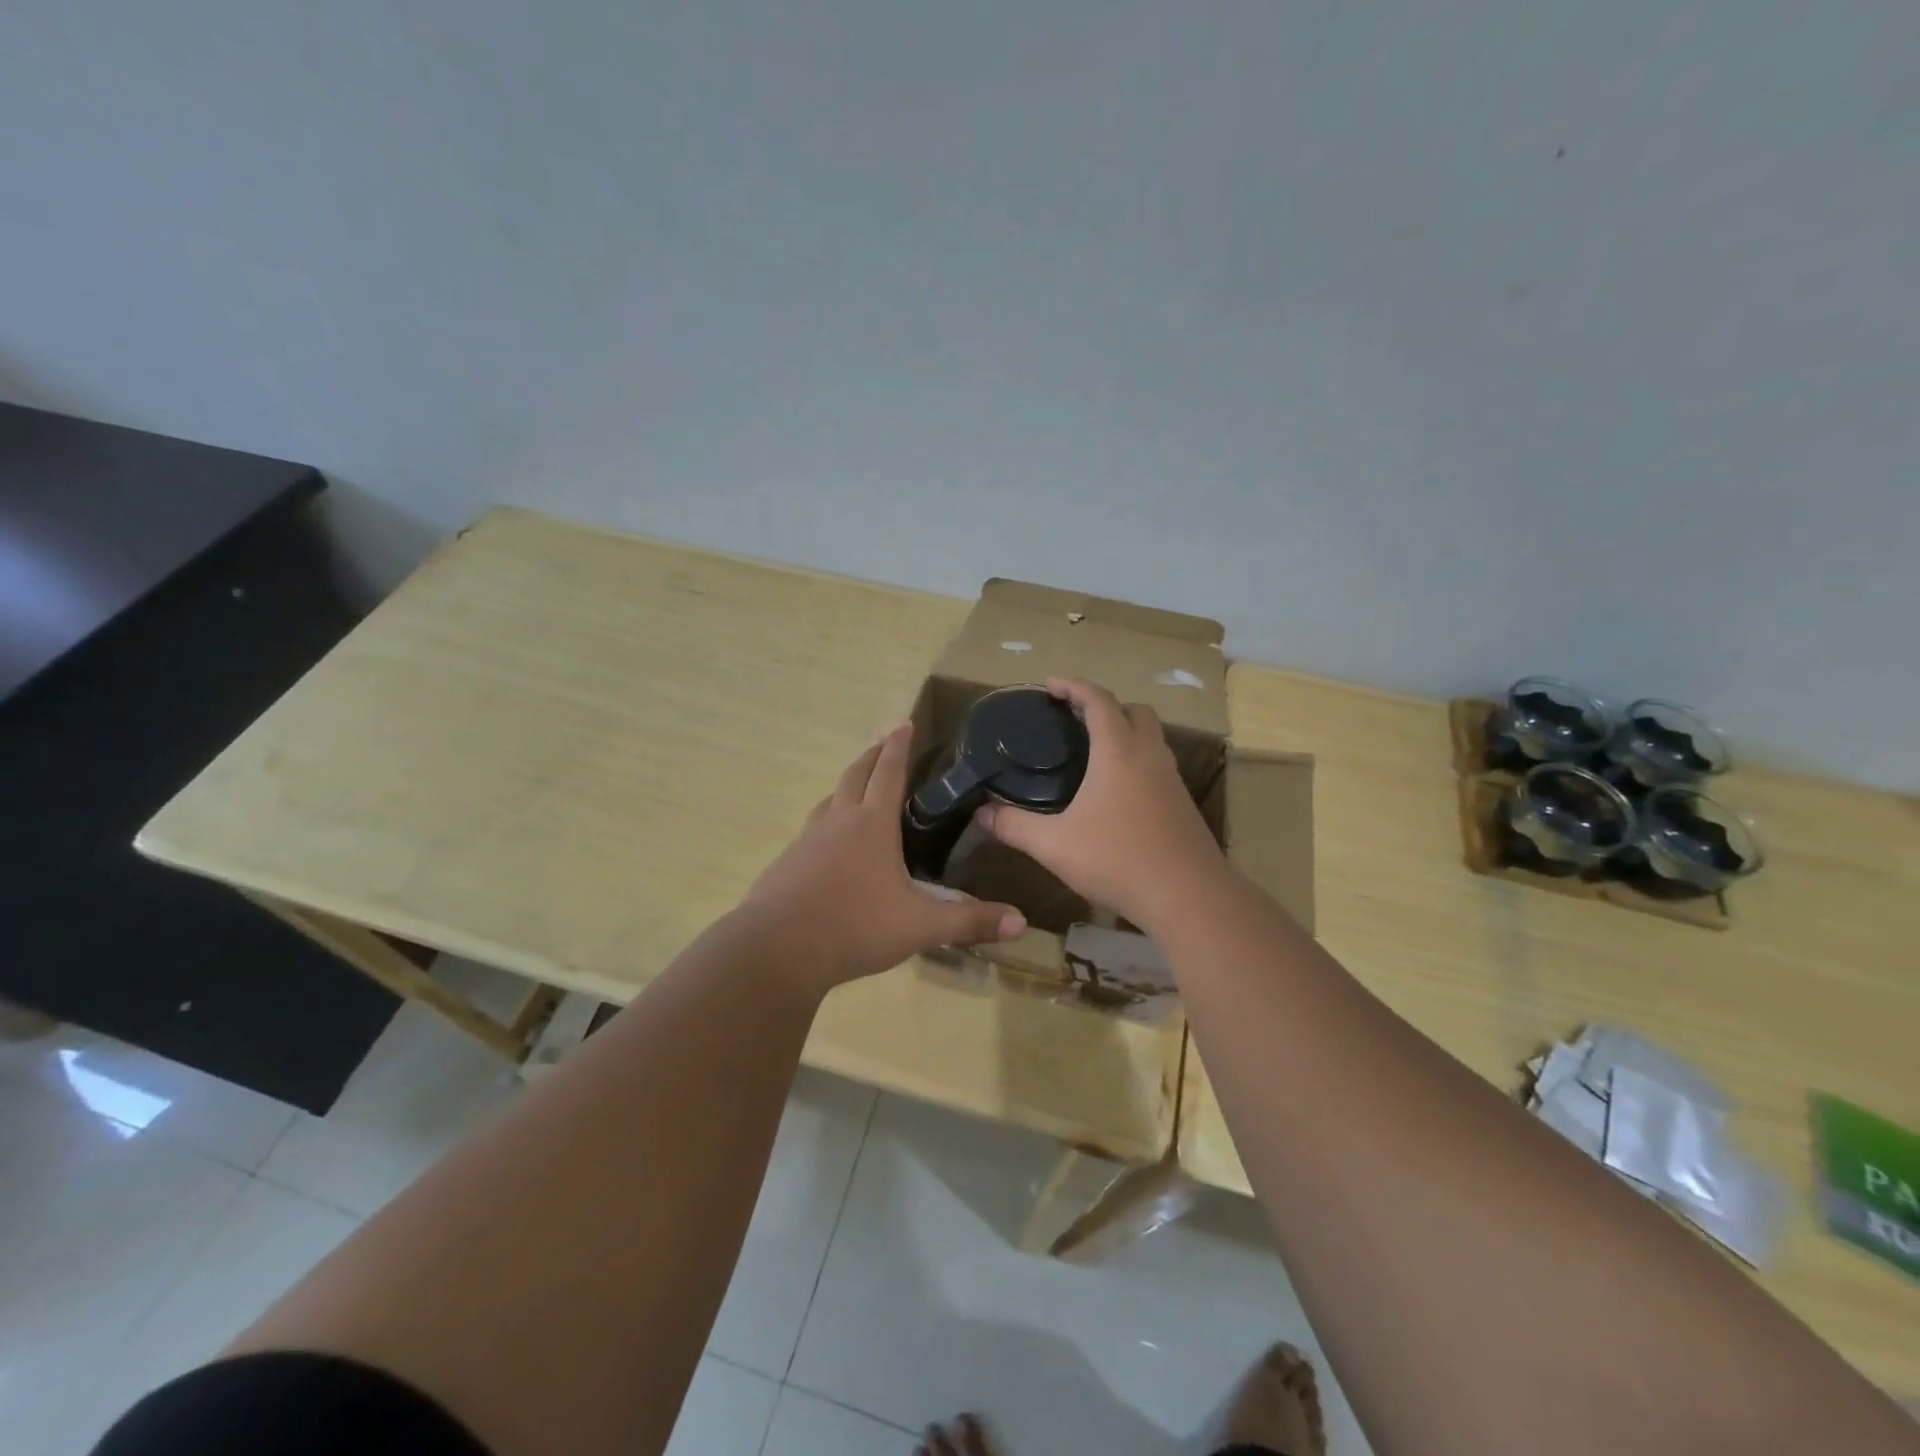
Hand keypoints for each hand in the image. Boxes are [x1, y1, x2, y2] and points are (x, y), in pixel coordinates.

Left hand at [738, 725, 1027, 989]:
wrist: (777, 950)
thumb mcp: (920, 926)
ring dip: (847, 787)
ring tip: (859, 790)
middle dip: (872, 756)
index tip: (903, 722)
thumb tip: (1021, 922)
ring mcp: (806, 840)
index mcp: (872, 824)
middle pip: (855, 775)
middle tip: (884, 744)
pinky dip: (828, 822)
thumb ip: (969, 922)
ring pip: (829, 800)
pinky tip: (831, 846)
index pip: (889, 772)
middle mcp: (838, 821)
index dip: (898, 747)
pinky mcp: (786, 863)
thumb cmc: (855, 927)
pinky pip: (812, 830)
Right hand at [973, 678, 1225, 929]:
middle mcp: (1149, 755)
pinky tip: (1117, 794)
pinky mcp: (1183, 804)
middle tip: (1074, 721)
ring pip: (1151, 738)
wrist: (1188, 897)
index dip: (1073, 687)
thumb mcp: (1054, 845)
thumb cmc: (1117, 859)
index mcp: (1118, 751)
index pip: (1098, 700)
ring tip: (1093, 755)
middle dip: (1105, 706)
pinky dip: (1137, 762)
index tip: (1049, 686)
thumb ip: (1014, 826)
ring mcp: (1172, 779)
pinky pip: (1158, 765)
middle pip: (1134, 710)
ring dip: (1125, 733)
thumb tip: (981, 812)